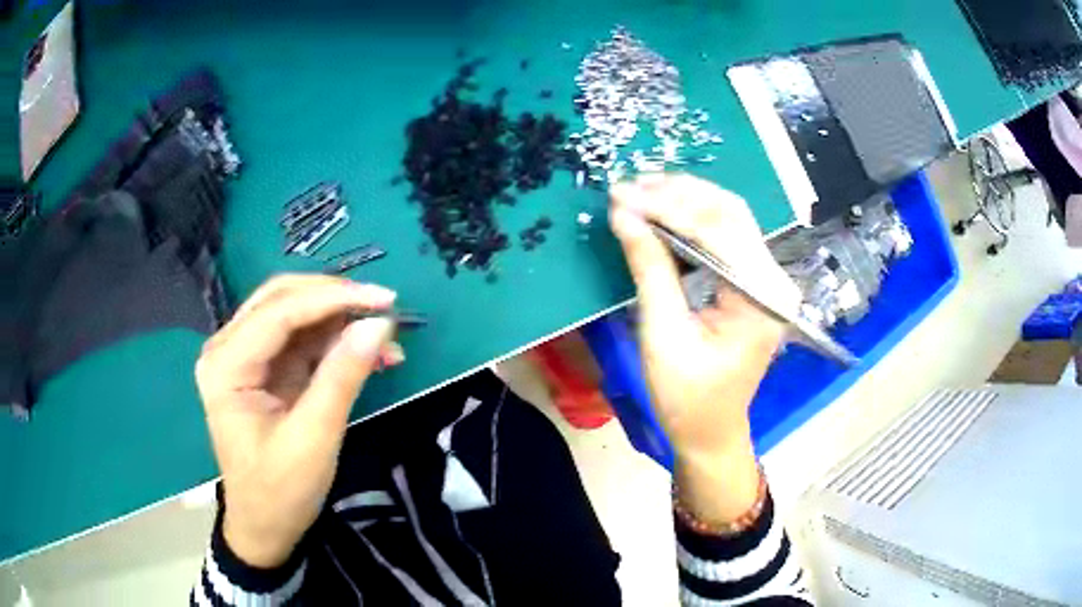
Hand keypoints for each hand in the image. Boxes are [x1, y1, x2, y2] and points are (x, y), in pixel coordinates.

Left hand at [195, 275, 404, 567]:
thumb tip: (379, 325)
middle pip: (283, 299)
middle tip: (385, 308)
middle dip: (335, 299)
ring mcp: (246, 357)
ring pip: (295, 314)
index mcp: (226, 365)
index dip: (333, 298)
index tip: (385, 299)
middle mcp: (229, 349)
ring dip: (341, 321)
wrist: (265, 526)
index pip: (279, 311)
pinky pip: (303, 340)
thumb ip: (342, 378)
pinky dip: (337, 342)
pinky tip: (370, 355)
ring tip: (387, 339)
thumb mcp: (314, 439)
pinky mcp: (266, 369)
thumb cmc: (280, 491)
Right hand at [609, 174, 799, 522]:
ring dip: (684, 200)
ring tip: (639, 194)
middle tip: (628, 187)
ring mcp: (767, 280)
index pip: (718, 230)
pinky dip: (691, 219)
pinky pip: (725, 236)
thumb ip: (649, 269)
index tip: (622, 195)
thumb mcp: (662, 335)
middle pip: (730, 212)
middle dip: (677, 194)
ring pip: (728, 217)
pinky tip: (661, 214)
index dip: (668, 206)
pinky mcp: (754, 282)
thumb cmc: (687, 398)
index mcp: (761, 299)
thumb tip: (624, 214)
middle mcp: (774, 281)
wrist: (711, 431)